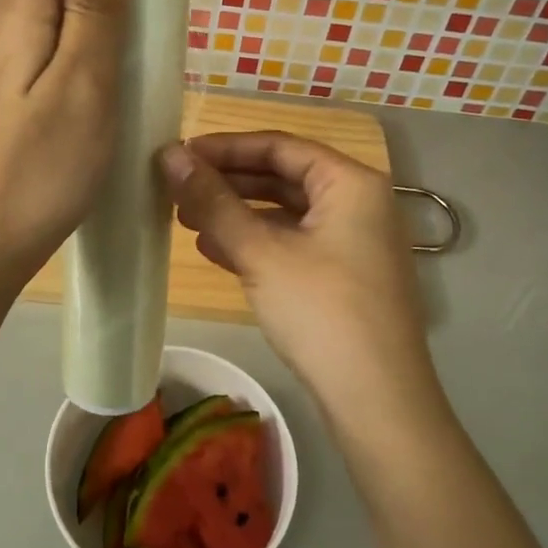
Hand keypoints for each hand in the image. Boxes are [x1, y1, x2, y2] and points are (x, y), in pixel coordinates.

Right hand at [158, 131, 444, 429]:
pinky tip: (216, 252)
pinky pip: (294, 244)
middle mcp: (359, 203)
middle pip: (284, 176)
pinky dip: (256, 243)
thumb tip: (170, 155)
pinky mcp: (345, 276)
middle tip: (177, 188)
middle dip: (228, 182)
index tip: (179, 154)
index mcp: (351, 182)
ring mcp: (355, 242)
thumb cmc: (321, 311)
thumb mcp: (261, 252)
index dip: (225, 147)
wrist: (377, 401)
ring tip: (185, 220)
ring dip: (237, 214)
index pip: (280, 146)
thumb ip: (213, 201)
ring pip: (286, 213)